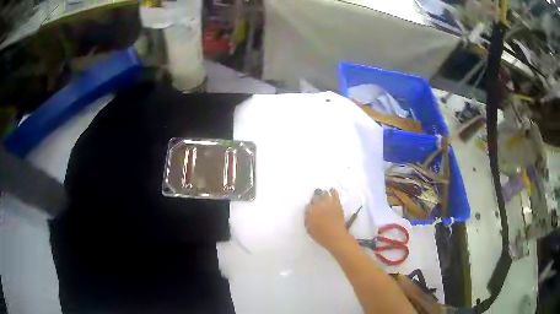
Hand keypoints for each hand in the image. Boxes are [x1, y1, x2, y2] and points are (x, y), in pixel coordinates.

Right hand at [305, 188, 350, 250]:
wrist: (335, 236)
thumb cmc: (321, 235)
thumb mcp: (309, 229)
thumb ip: (307, 219)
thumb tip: (307, 212)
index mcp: (311, 212)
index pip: (309, 204)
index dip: (310, 205)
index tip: (310, 207)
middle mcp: (319, 205)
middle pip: (316, 197)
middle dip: (315, 197)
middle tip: (316, 199)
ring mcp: (329, 204)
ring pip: (325, 194)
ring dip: (323, 194)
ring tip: (323, 194)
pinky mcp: (337, 204)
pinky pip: (335, 195)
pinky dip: (333, 191)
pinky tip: (332, 190)